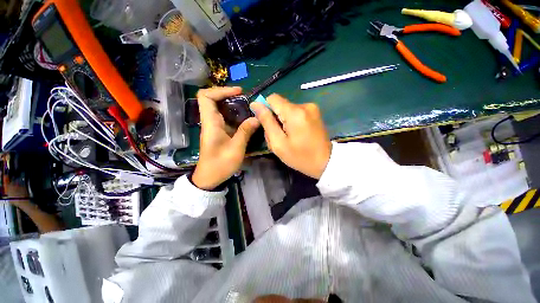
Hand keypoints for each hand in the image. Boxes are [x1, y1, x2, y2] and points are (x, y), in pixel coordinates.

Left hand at [192, 87, 259, 189]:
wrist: (210, 178)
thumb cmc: (220, 164)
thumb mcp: (236, 148)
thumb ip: (245, 132)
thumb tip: (257, 118)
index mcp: (211, 123)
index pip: (206, 97)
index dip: (221, 90)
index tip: (238, 92)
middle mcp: (211, 122)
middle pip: (213, 100)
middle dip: (230, 96)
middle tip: (246, 99)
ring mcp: (215, 127)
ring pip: (221, 109)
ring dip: (234, 106)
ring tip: (249, 108)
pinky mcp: (220, 133)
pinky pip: (227, 119)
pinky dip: (236, 116)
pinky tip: (247, 120)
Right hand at [250, 94, 331, 178]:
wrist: (326, 162)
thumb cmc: (300, 157)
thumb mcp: (278, 143)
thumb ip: (266, 122)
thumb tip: (255, 104)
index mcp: (295, 112)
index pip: (272, 98)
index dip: (265, 108)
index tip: (267, 124)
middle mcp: (304, 105)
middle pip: (280, 105)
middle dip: (275, 118)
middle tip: (278, 136)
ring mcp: (312, 108)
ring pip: (287, 109)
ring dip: (283, 121)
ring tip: (288, 137)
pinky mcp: (315, 112)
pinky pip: (296, 112)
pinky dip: (291, 121)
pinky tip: (295, 134)